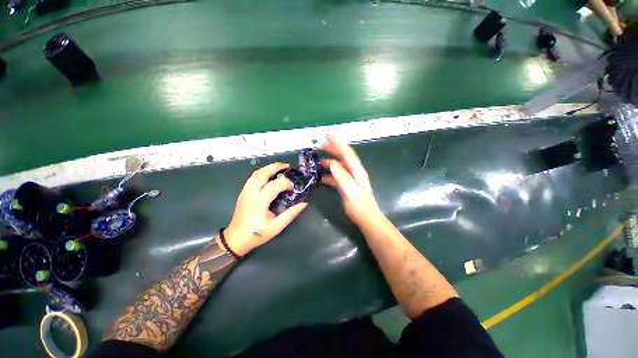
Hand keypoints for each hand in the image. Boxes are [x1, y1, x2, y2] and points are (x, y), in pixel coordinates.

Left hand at [223, 163, 306, 255]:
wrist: (236, 239)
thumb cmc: (257, 234)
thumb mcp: (277, 227)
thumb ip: (291, 214)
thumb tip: (304, 203)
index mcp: (259, 203)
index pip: (274, 185)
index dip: (286, 183)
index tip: (293, 188)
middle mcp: (250, 193)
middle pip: (262, 173)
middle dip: (276, 167)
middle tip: (287, 166)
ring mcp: (245, 191)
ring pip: (256, 173)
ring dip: (269, 168)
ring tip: (280, 168)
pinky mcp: (243, 192)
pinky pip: (253, 177)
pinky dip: (263, 172)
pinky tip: (270, 175)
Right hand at [321, 133, 382, 225]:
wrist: (366, 217)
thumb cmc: (359, 205)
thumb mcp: (350, 191)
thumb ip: (342, 177)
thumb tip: (333, 164)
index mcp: (357, 171)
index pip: (347, 153)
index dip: (338, 143)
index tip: (328, 135)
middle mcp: (354, 172)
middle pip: (343, 156)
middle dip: (333, 149)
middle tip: (321, 144)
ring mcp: (350, 178)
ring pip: (339, 166)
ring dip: (329, 161)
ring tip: (318, 161)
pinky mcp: (347, 185)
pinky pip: (337, 176)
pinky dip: (329, 174)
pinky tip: (321, 177)